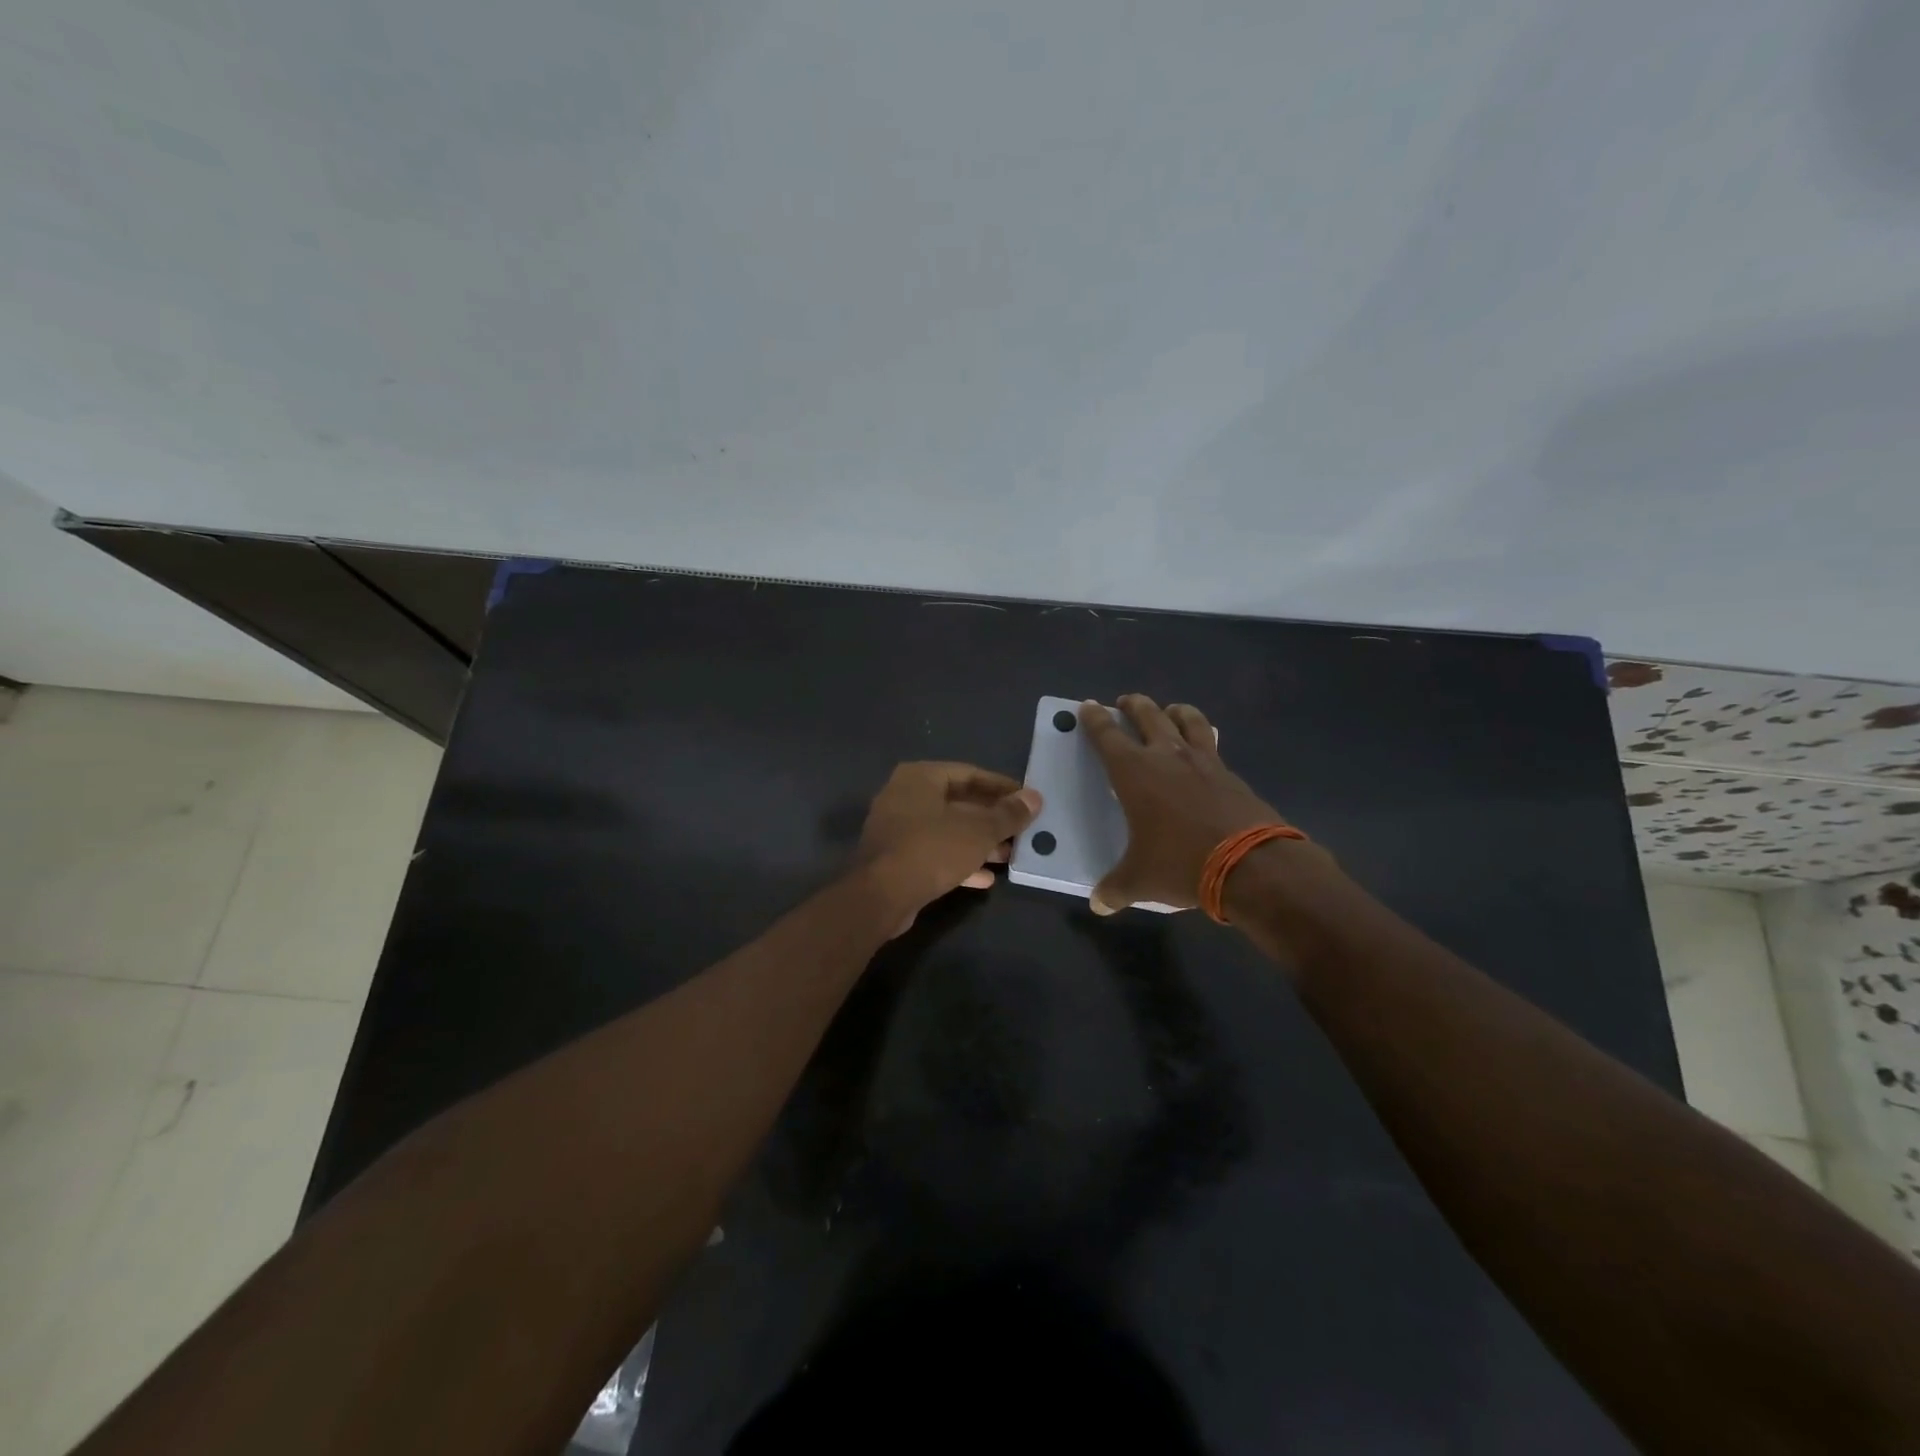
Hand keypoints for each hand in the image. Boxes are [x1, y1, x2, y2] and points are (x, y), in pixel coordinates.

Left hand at [856, 762, 1041, 932]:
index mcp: (920, 777)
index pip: (969, 774)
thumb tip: (1035, 798)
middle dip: (991, 819)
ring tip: (1009, 856)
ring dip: (979, 843)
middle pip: (958, 803)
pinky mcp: (896, 859)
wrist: (880, 897)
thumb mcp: (978, 831)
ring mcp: (898, 829)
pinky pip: (934, 853)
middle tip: (1021, 831)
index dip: (1001, 787)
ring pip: (947, 830)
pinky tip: (986, 878)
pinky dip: (959, 862)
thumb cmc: (931, 850)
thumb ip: (1008, 814)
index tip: (1027, 800)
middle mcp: (905, 796)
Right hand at [1078, 695, 1299, 914]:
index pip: (1107, 735)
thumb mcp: (1140, 880)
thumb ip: (1115, 889)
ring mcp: (1204, 761)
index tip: (1088, 706)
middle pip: (1147, 715)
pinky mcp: (1231, 774)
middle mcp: (1167, 756)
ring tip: (1169, 712)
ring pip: (1187, 719)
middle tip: (1125, 701)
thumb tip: (1098, 904)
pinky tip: (1203, 751)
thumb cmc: (1181, 863)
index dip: (1095, 719)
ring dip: (1174, 711)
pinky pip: (1212, 744)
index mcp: (1134, 772)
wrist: (1251, 864)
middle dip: (1133, 705)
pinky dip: (1203, 738)